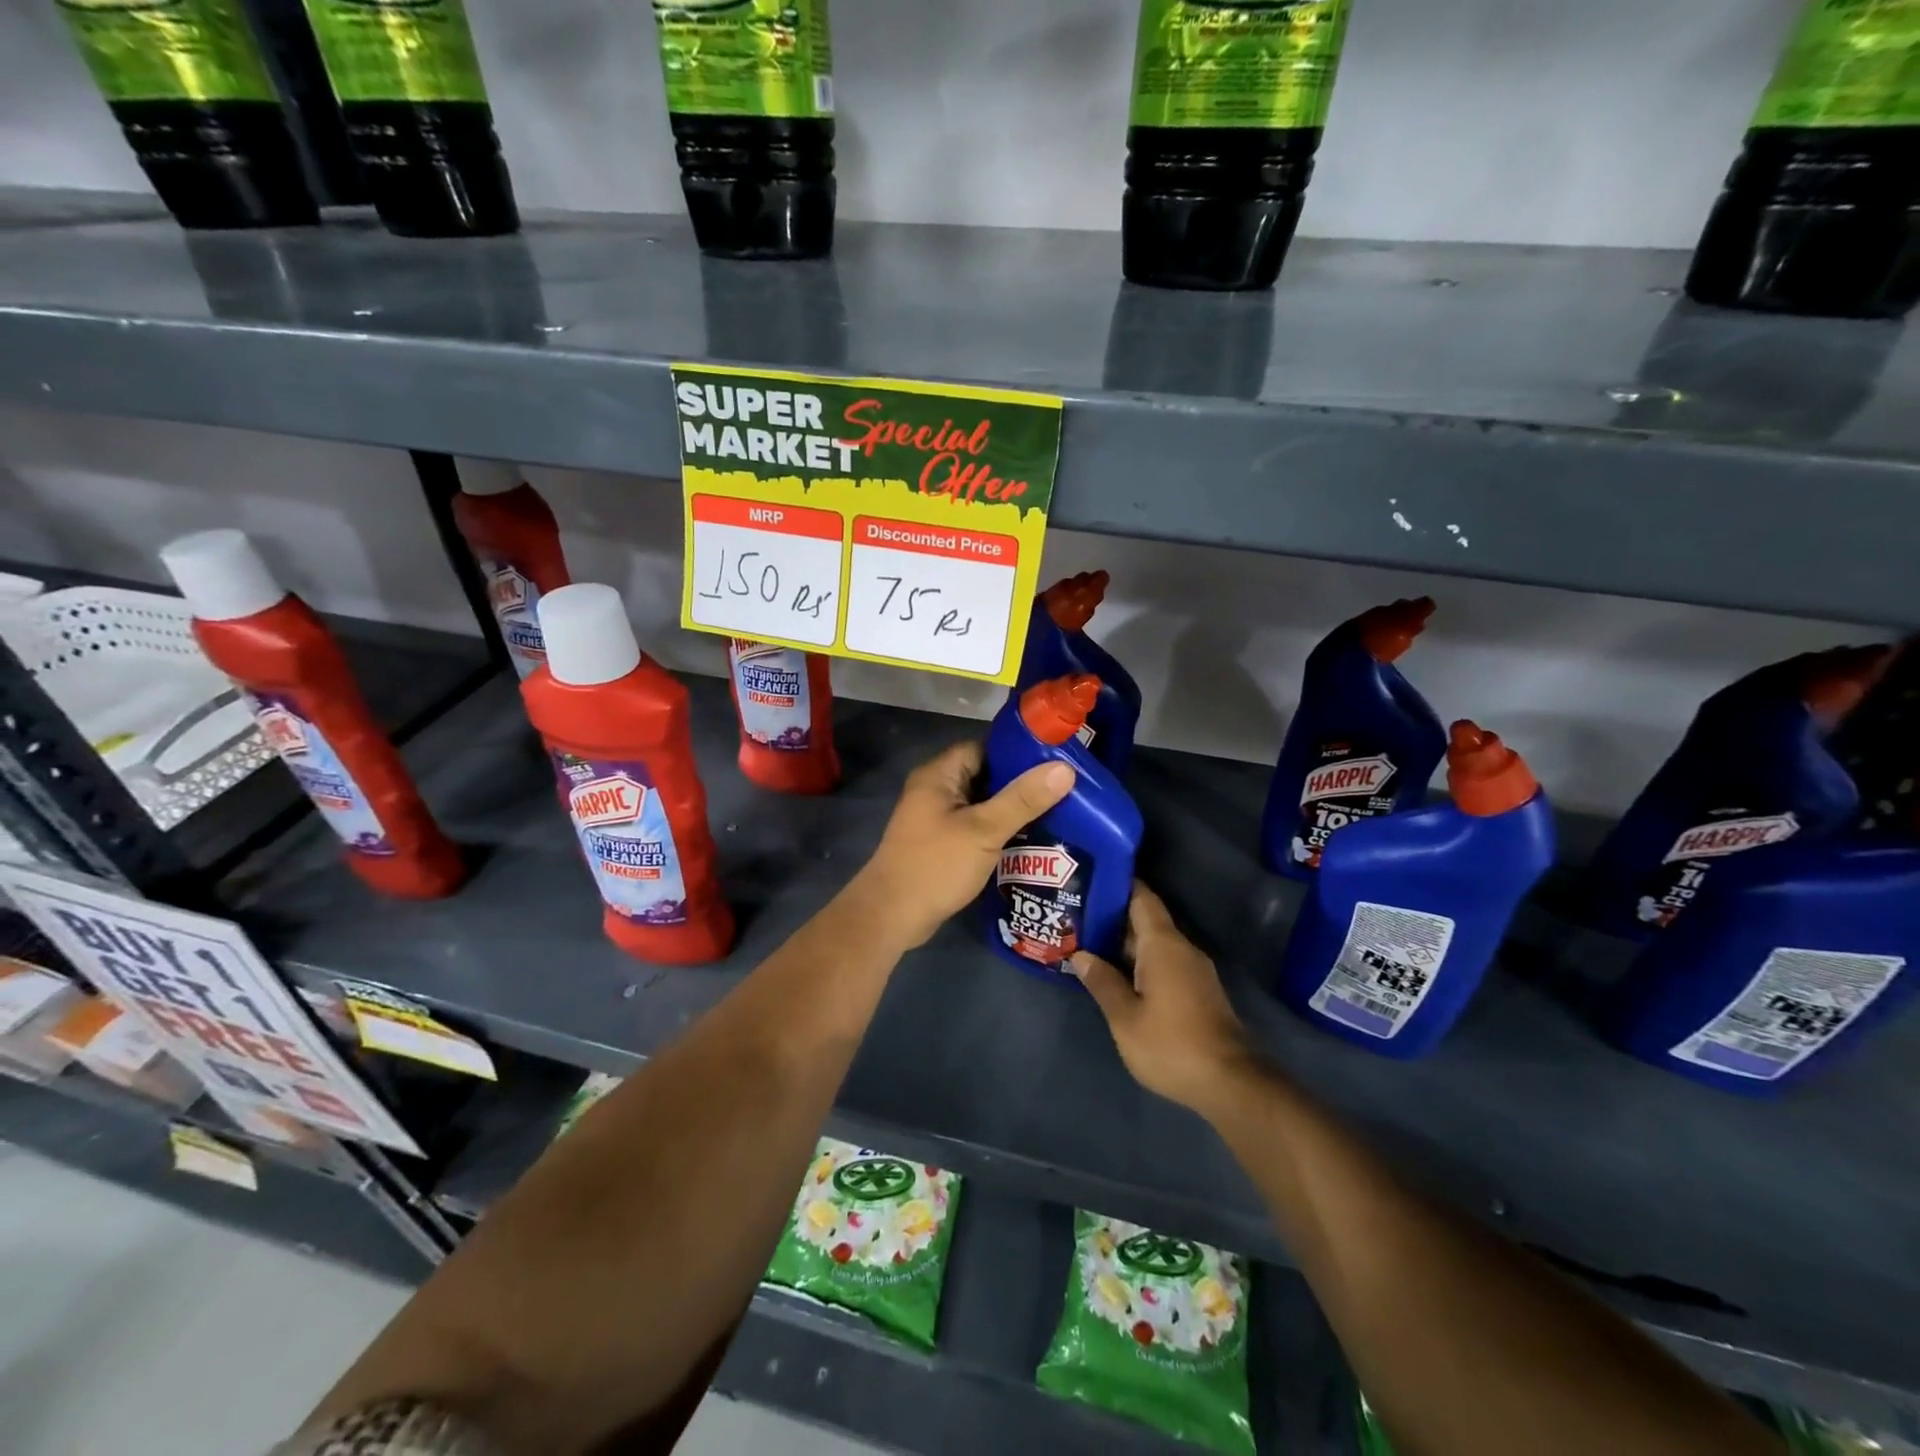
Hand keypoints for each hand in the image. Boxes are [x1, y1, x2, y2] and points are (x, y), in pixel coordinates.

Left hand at [850, 739, 1074, 950]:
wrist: (892, 915)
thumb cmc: (936, 865)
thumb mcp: (984, 830)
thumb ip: (1023, 799)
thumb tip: (1065, 768)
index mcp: (939, 774)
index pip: (985, 748)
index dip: (1019, 753)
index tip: (1057, 761)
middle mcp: (936, 789)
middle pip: (986, 775)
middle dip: (1021, 783)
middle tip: (1065, 789)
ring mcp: (937, 817)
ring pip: (983, 803)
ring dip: (1012, 809)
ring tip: (1058, 812)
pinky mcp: (942, 842)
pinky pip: (976, 825)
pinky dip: (999, 829)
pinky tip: (1031, 838)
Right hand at [1069, 883, 1253, 1115]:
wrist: (1230, 1083)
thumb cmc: (1171, 1044)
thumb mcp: (1125, 1016)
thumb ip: (1102, 982)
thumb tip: (1080, 955)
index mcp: (1163, 944)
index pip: (1141, 897)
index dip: (1117, 884)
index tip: (1089, 878)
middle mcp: (1181, 948)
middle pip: (1144, 920)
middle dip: (1111, 917)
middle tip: (1074, 915)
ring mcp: (1192, 970)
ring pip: (1153, 944)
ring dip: (1123, 943)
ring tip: (1087, 943)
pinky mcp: (1197, 991)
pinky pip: (1163, 962)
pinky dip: (1138, 961)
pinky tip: (1116, 974)